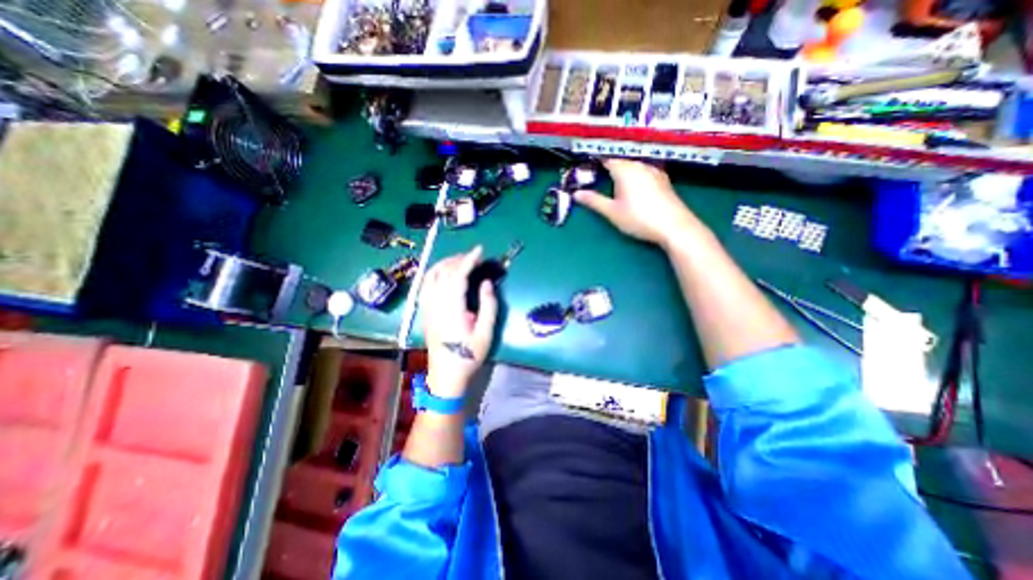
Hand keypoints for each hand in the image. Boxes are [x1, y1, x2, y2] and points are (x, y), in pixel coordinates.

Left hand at [422, 245, 498, 397]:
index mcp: (452, 308)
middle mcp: (435, 303)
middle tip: (474, 256)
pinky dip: (435, 272)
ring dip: (445, 263)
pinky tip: (444, 274)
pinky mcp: (425, 310)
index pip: (458, 275)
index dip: (469, 260)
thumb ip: (488, 306)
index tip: (480, 250)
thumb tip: (486, 283)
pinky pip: (425, 284)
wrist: (446, 374)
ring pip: (431, 275)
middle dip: (458, 259)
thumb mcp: (485, 333)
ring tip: (460, 261)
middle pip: (443, 272)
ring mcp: (427, 306)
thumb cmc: (468, 355)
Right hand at [573, 159, 702, 247]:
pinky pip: (643, 171)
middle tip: (597, 177)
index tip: (586, 168)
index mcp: (625, 169)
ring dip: (622, 170)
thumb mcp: (612, 212)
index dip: (595, 162)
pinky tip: (634, 186)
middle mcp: (640, 164)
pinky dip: (634, 175)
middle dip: (608, 167)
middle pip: (620, 160)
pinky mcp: (662, 179)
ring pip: (633, 165)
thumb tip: (576, 193)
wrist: (674, 226)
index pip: (606, 159)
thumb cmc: (639, 218)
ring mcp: (653, 170)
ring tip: (614, 182)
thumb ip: (593, 201)